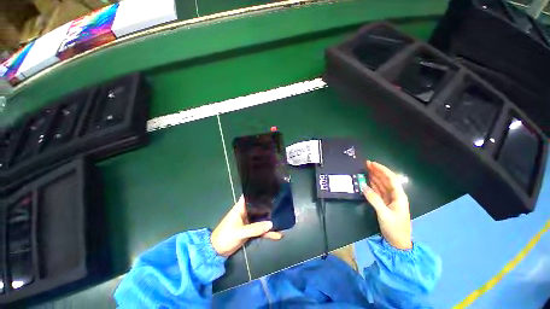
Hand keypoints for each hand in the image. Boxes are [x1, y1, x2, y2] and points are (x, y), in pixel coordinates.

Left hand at [211, 196, 282, 256]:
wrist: (217, 252)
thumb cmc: (225, 237)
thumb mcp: (240, 232)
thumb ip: (255, 228)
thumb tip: (271, 223)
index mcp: (241, 208)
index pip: (250, 196)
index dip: (259, 193)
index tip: (270, 191)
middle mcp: (246, 212)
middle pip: (259, 207)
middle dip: (269, 206)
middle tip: (281, 204)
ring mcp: (249, 221)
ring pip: (261, 219)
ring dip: (270, 220)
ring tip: (282, 219)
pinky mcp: (250, 230)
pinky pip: (261, 229)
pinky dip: (268, 232)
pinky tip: (277, 234)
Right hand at [361, 161, 412, 249]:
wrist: (398, 242)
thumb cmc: (395, 228)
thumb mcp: (384, 214)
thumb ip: (374, 200)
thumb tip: (363, 187)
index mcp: (399, 196)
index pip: (391, 179)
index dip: (382, 170)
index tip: (372, 164)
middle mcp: (395, 195)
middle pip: (386, 180)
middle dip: (377, 171)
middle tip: (366, 164)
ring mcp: (389, 199)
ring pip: (381, 184)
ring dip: (374, 176)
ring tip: (366, 170)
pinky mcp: (384, 203)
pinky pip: (377, 191)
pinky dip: (372, 185)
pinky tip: (367, 181)